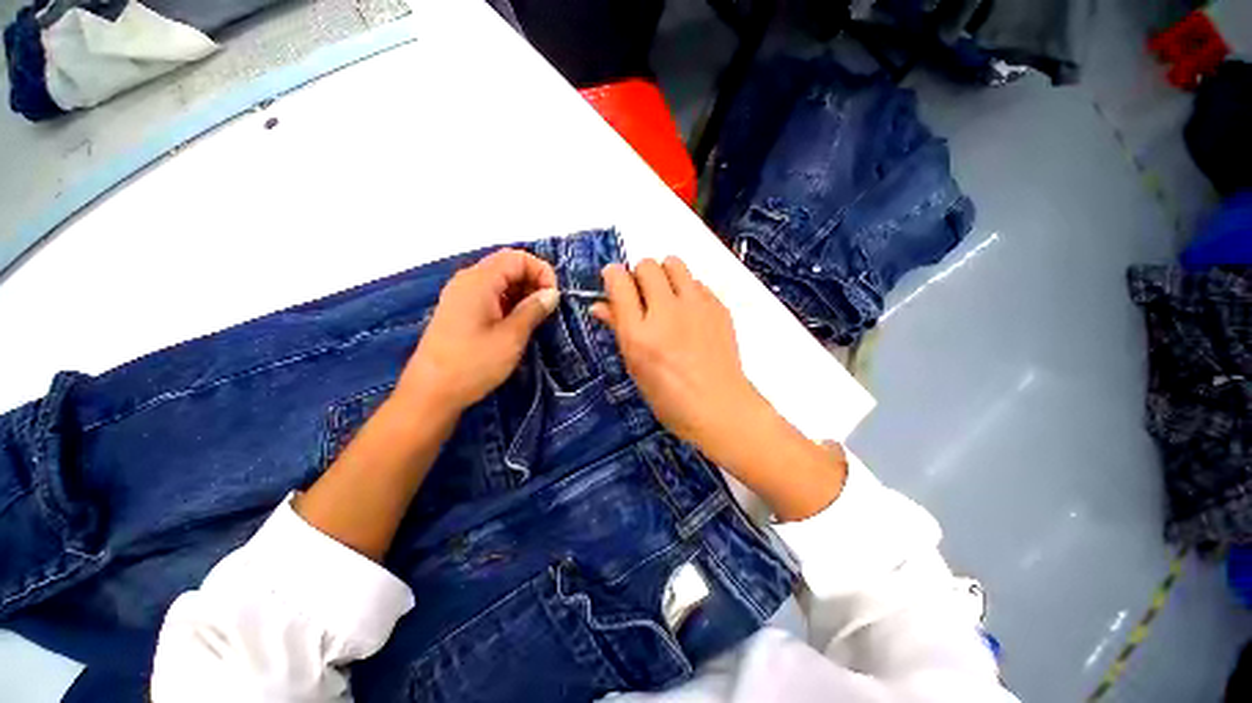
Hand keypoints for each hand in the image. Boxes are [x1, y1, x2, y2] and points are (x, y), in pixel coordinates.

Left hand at [398, 249, 558, 413]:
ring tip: (535, 319)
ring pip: (500, 281)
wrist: (431, 394)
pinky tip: (517, 324)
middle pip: (508, 266)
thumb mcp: (511, 337)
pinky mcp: (460, 311)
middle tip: (547, 310)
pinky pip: (490, 296)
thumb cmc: (473, 364)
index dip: (541, 272)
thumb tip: (552, 293)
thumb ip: (533, 310)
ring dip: (522, 294)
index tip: (553, 298)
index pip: (517, 257)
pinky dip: (509, 303)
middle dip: (533, 282)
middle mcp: (468, 280)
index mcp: (479, 281)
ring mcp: (462, 296)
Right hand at [591, 257, 766, 457]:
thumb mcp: (635, 366)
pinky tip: (691, 314)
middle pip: (646, 265)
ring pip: (674, 263)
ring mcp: (696, 307)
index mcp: (639, 333)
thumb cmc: (669, 396)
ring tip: (667, 297)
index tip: (615, 283)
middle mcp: (666, 312)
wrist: (719, 406)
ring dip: (664, 274)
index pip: (619, 281)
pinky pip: (697, 282)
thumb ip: (617, 329)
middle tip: (643, 296)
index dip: (613, 276)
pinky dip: (688, 290)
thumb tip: (598, 305)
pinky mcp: (718, 307)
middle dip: (639, 275)